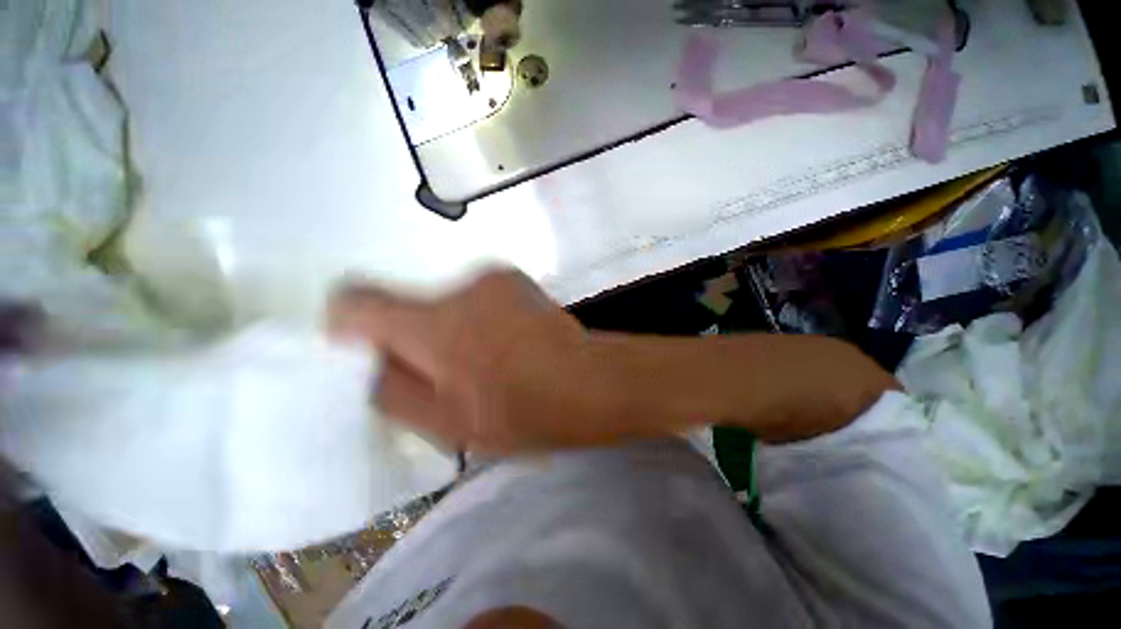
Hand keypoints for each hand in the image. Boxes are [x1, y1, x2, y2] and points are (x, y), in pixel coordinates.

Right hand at [330, 269, 606, 453]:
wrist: (590, 382)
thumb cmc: (522, 411)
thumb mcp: (444, 423)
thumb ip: (392, 390)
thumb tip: (372, 361)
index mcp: (434, 324)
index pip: (356, 298)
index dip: (350, 324)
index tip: (367, 350)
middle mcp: (460, 287)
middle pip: (410, 306)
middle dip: (417, 340)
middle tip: (448, 376)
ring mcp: (495, 277)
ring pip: (448, 304)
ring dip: (454, 332)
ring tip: (489, 363)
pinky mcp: (516, 279)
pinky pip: (478, 299)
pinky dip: (481, 320)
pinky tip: (510, 345)